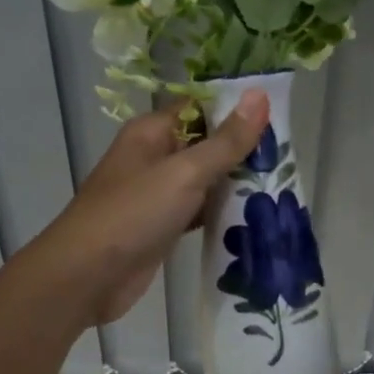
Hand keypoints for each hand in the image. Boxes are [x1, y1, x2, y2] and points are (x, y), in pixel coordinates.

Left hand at [38, 92, 268, 327]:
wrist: (85, 277)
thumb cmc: (132, 214)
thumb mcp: (184, 173)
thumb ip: (225, 141)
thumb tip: (260, 96)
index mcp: (152, 132)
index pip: (200, 107)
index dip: (236, 109)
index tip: (279, 116)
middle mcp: (153, 157)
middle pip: (205, 144)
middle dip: (242, 150)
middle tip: (288, 157)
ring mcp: (156, 194)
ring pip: (204, 180)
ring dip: (235, 184)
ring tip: (281, 184)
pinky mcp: (162, 226)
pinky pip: (198, 211)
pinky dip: (221, 213)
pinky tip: (254, 218)